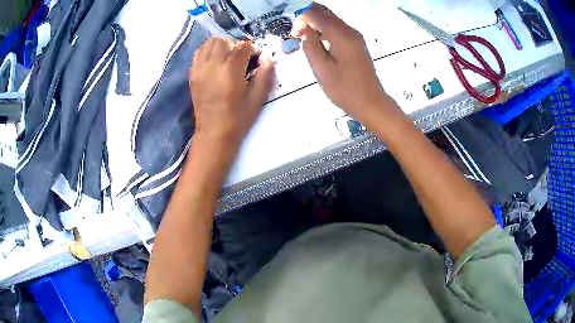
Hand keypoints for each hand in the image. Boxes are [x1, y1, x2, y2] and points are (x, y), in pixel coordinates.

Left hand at [190, 39, 274, 149]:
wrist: (213, 133)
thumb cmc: (238, 119)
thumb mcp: (257, 98)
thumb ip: (265, 75)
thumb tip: (267, 56)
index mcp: (230, 71)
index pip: (242, 47)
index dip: (252, 49)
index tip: (256, 58)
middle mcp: (212, 66)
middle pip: (224, 41)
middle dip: (236, 45)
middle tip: (241, 57)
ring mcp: (199, 69)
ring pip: (209, 43)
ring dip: (221, 45)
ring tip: (228, 57)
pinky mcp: (192, 75)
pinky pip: (198, 53)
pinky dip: (208, 51)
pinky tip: (215, 61)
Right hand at [295, 4, 392, 127]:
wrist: (371, 103)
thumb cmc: (346, 90)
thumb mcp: (322, 70)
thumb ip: (311, 47)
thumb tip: (306, 31)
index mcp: (342, 35)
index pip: (316, 14)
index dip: (301, 18)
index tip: (294, 34)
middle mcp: (350, 31)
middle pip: (325, 12)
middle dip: (308, 17)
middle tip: (297, 34)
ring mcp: (355, 37)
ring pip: (331, 19)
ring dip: (315, 23)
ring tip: (304, 38)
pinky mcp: (356, 44)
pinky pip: (337, 29)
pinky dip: (324, 30)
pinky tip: (318, 42)